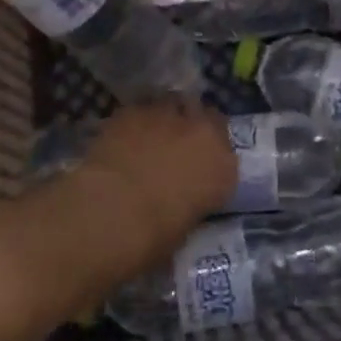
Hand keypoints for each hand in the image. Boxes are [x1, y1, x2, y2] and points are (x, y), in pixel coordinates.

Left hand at [68, 102, 235, 266]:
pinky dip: (135, 120)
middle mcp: (202, 133)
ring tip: (149, 135)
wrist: (113, 211)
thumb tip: (179, 196)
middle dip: (193, 126)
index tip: (199, 164)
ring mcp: (168, 115)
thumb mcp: (186, 225)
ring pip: (173, 104)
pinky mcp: (134, 109)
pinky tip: (123, 136)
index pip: (227, 152)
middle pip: (205, 117)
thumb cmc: (154, 236)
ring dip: (165, 117)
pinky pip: (140, 109)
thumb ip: (191, 199)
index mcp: (223, 169)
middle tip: (176, 144)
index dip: (210, 154)